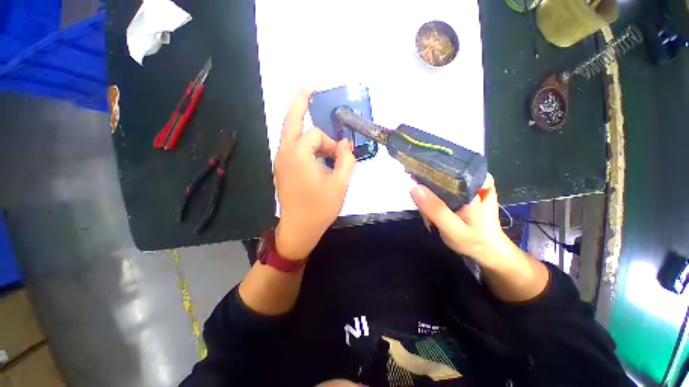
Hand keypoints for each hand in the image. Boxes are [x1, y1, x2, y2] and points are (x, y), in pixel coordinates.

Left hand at [273, 89, 355, 260]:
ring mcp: (280, 161)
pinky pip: (292, 147)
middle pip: (291, 119)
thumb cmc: (319, 208)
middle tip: (312, 84)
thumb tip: (345, 145)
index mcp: (297, 154)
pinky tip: (315, 148)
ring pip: (291, 133)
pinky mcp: (282, 169)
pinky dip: (304, 141)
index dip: (331, 142)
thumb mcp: (340, 184)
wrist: (298, 228)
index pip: (316, 135)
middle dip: (301, 100)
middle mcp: (284, 153)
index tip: (341, 154)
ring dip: (304, 125)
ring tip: (317, 118)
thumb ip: (346, 160)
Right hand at [410, 174, 507, 266]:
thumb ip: (435, 209)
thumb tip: (414, 187)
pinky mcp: (466, 189)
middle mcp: (476, 176)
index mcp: (478, 181)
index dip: (426, 175)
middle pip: (440, 175)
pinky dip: (435, 199)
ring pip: (439, 182)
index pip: (445, 166)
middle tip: (428, 214)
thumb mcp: (453, 228)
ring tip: (433, 217)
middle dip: (428, 193)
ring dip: (430, 199)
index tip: (416, 190)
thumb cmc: (475, 241)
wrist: (490, 250)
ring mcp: (471, 182)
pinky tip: (436, 213)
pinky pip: (443, 188)